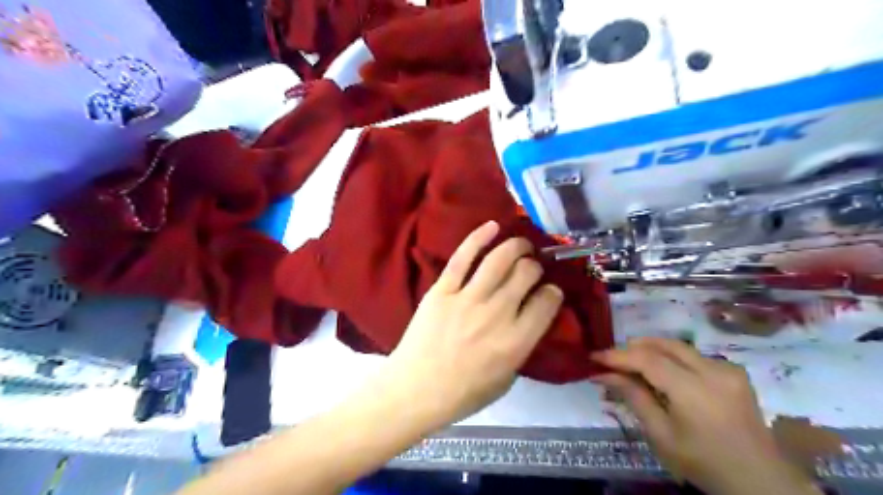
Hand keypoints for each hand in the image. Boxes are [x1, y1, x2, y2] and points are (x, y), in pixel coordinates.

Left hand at [383, 220, 560, 429]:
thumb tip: (529, 320)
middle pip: (526, 274)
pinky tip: (493, 226)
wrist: (415, 390)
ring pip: (499, 260)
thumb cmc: (463, 393)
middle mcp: (497, 314)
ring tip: (521, 244)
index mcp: (516, 341)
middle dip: (534, 266)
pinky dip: (478, 237)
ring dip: (516, 246)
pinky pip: (463, 257)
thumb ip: (522, 348)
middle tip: (531, 268)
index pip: (546, 303)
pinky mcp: (442, 290)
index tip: (550, 291)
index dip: (553, 292)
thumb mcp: (506, 380)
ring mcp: (467, 299)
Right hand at [593, 338, 819, 493]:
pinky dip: (671, 358)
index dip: (618, 356)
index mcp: (694, 391)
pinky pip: (694, 356)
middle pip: (663, 345)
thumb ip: (633, 397)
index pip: (647, 360)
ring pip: (678, 347)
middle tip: (611, 359)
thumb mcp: (661, 435)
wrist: (759, 481)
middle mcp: (713, 371)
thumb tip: (604, 374)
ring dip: (651, 350)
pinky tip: (662, 372)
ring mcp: (728, 369)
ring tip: (631, 363)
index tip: (594, 357)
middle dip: (633, 347)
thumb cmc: (703, 462)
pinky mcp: (734, 372)